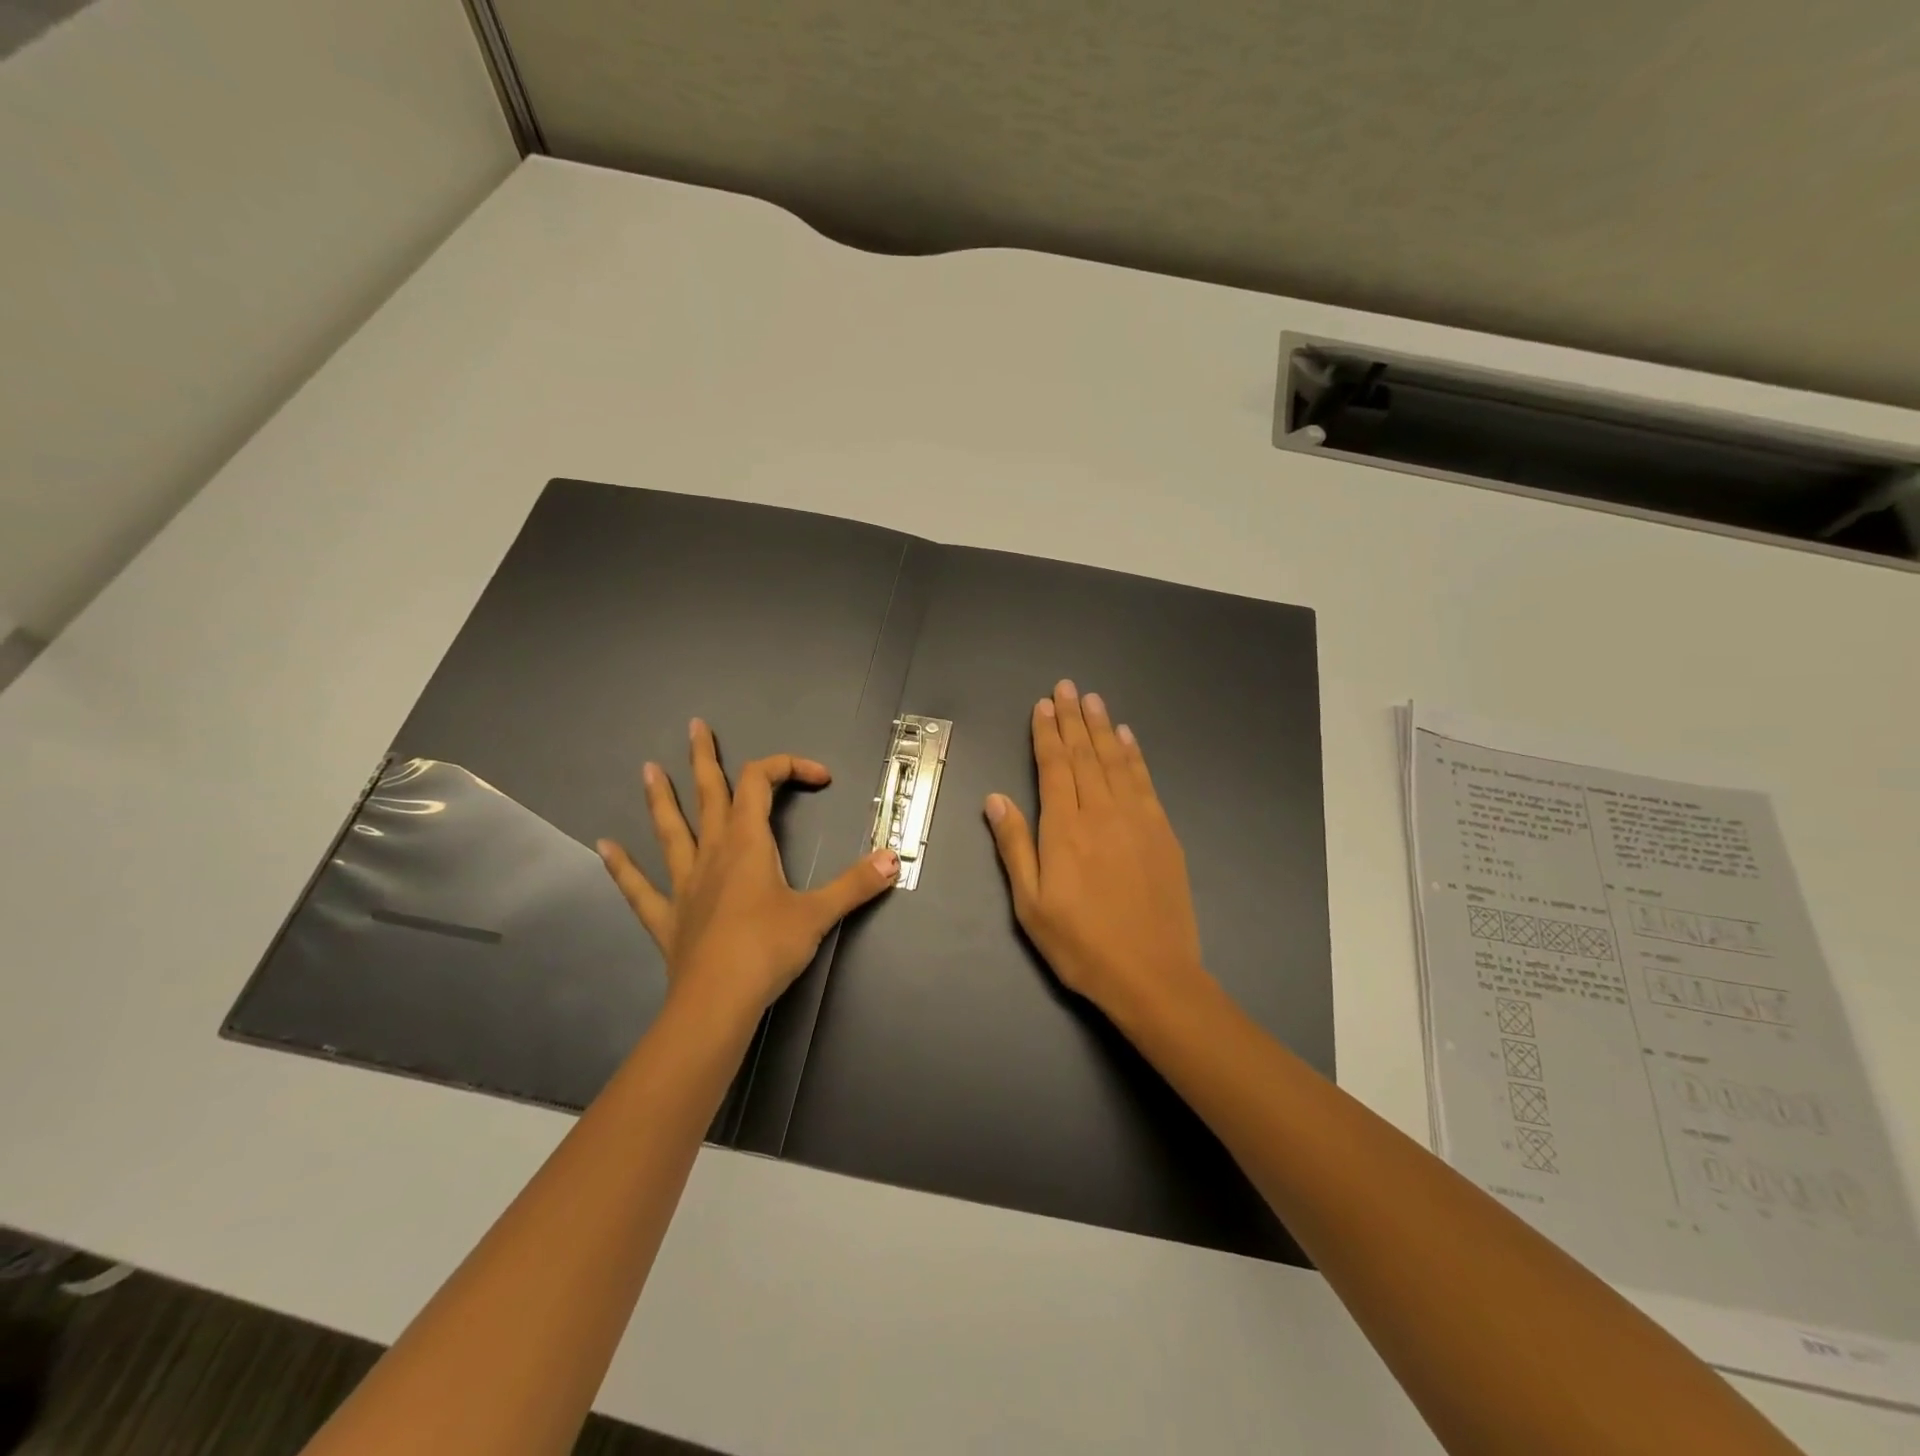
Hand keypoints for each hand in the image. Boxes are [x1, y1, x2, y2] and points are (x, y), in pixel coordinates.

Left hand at [598, 718, 899, 1017]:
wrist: (716, 1001)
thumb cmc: (768, 949)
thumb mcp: (819, 913)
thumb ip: (856, 883)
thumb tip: (893, 859)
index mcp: (748, 843)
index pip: (762, 783)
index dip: (788, 767)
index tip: (819, 778)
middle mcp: (712, 852)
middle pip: (709, 794)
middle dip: (704, 759)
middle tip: (695, 727)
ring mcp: (684, 883)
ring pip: (670, 830)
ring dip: (660, 799)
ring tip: (647, 769)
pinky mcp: (666, 916)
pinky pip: (639, 887)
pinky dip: (622, 867)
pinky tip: (603, 848)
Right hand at [983, 680, 1210, 1021]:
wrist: (1152, 975)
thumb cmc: (1081, 945)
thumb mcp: (1030, 905)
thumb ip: (1014, 847)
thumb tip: (995, 799)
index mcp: (1065, 829)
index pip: (1054, 767)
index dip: (1047, 733)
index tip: (1044, 705)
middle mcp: (1101, 813)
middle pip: (1085, 755)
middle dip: (1074, 718)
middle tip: (1068, 687)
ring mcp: (1137, 820)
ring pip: (1116, 761)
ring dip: (1103, 727)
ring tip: (1094, 700)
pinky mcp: (1163, 833)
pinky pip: (1145, 782)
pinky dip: (1134, 755)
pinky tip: (1128, 738)